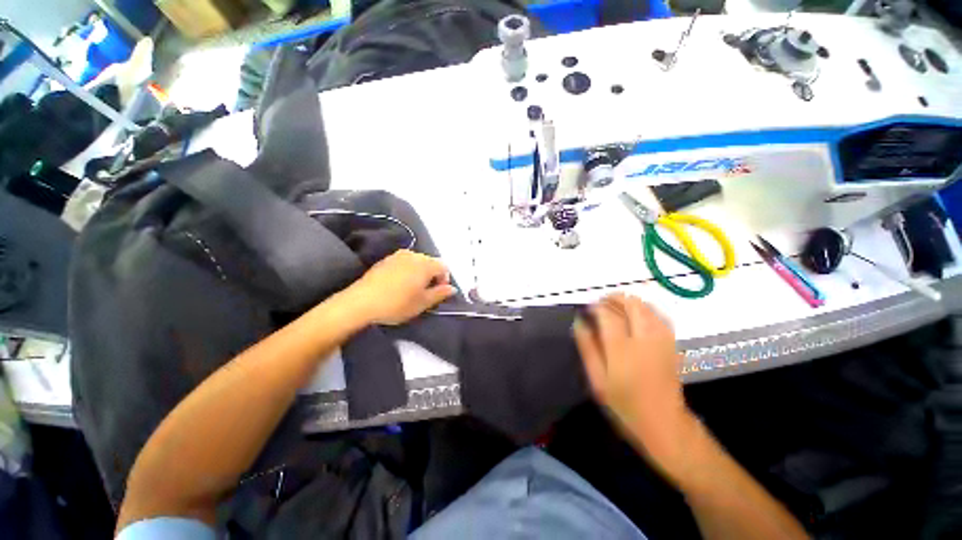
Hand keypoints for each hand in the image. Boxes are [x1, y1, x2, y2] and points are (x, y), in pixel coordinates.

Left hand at [346, 250, 456, 325]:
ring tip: (412, 289)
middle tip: (426, 292)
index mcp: (425, 264)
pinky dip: (407, 271)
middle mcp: (413, 255)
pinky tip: (399, 284)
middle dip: (432, 276)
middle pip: (431, 262)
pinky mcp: (386, 259)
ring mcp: (398, 255)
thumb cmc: (397, 304)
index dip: (445, 280)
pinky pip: (404, 262)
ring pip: (417, 262)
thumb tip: (452, 288)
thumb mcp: (422, 303)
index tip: (438, 293)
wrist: (361, 302)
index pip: (444, 267)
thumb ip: (440, 294)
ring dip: (420, 273)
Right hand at [573, 293, 699, 477]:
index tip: (587, 308)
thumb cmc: (624, 404)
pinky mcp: (672, 343)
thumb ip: (587, 347)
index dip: (596, 306)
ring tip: (615, 307)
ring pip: (646, 306)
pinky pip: (659, 315)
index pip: (608, 315)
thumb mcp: (597, 379)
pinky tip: (636, 314)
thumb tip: (579, 321)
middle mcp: (644, 339)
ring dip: (629, 302)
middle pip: (631, 304)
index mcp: (622, 350)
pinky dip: (645, 309)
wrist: (664, 423)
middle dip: (614, 298)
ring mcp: (661, 340)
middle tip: (601, 303)